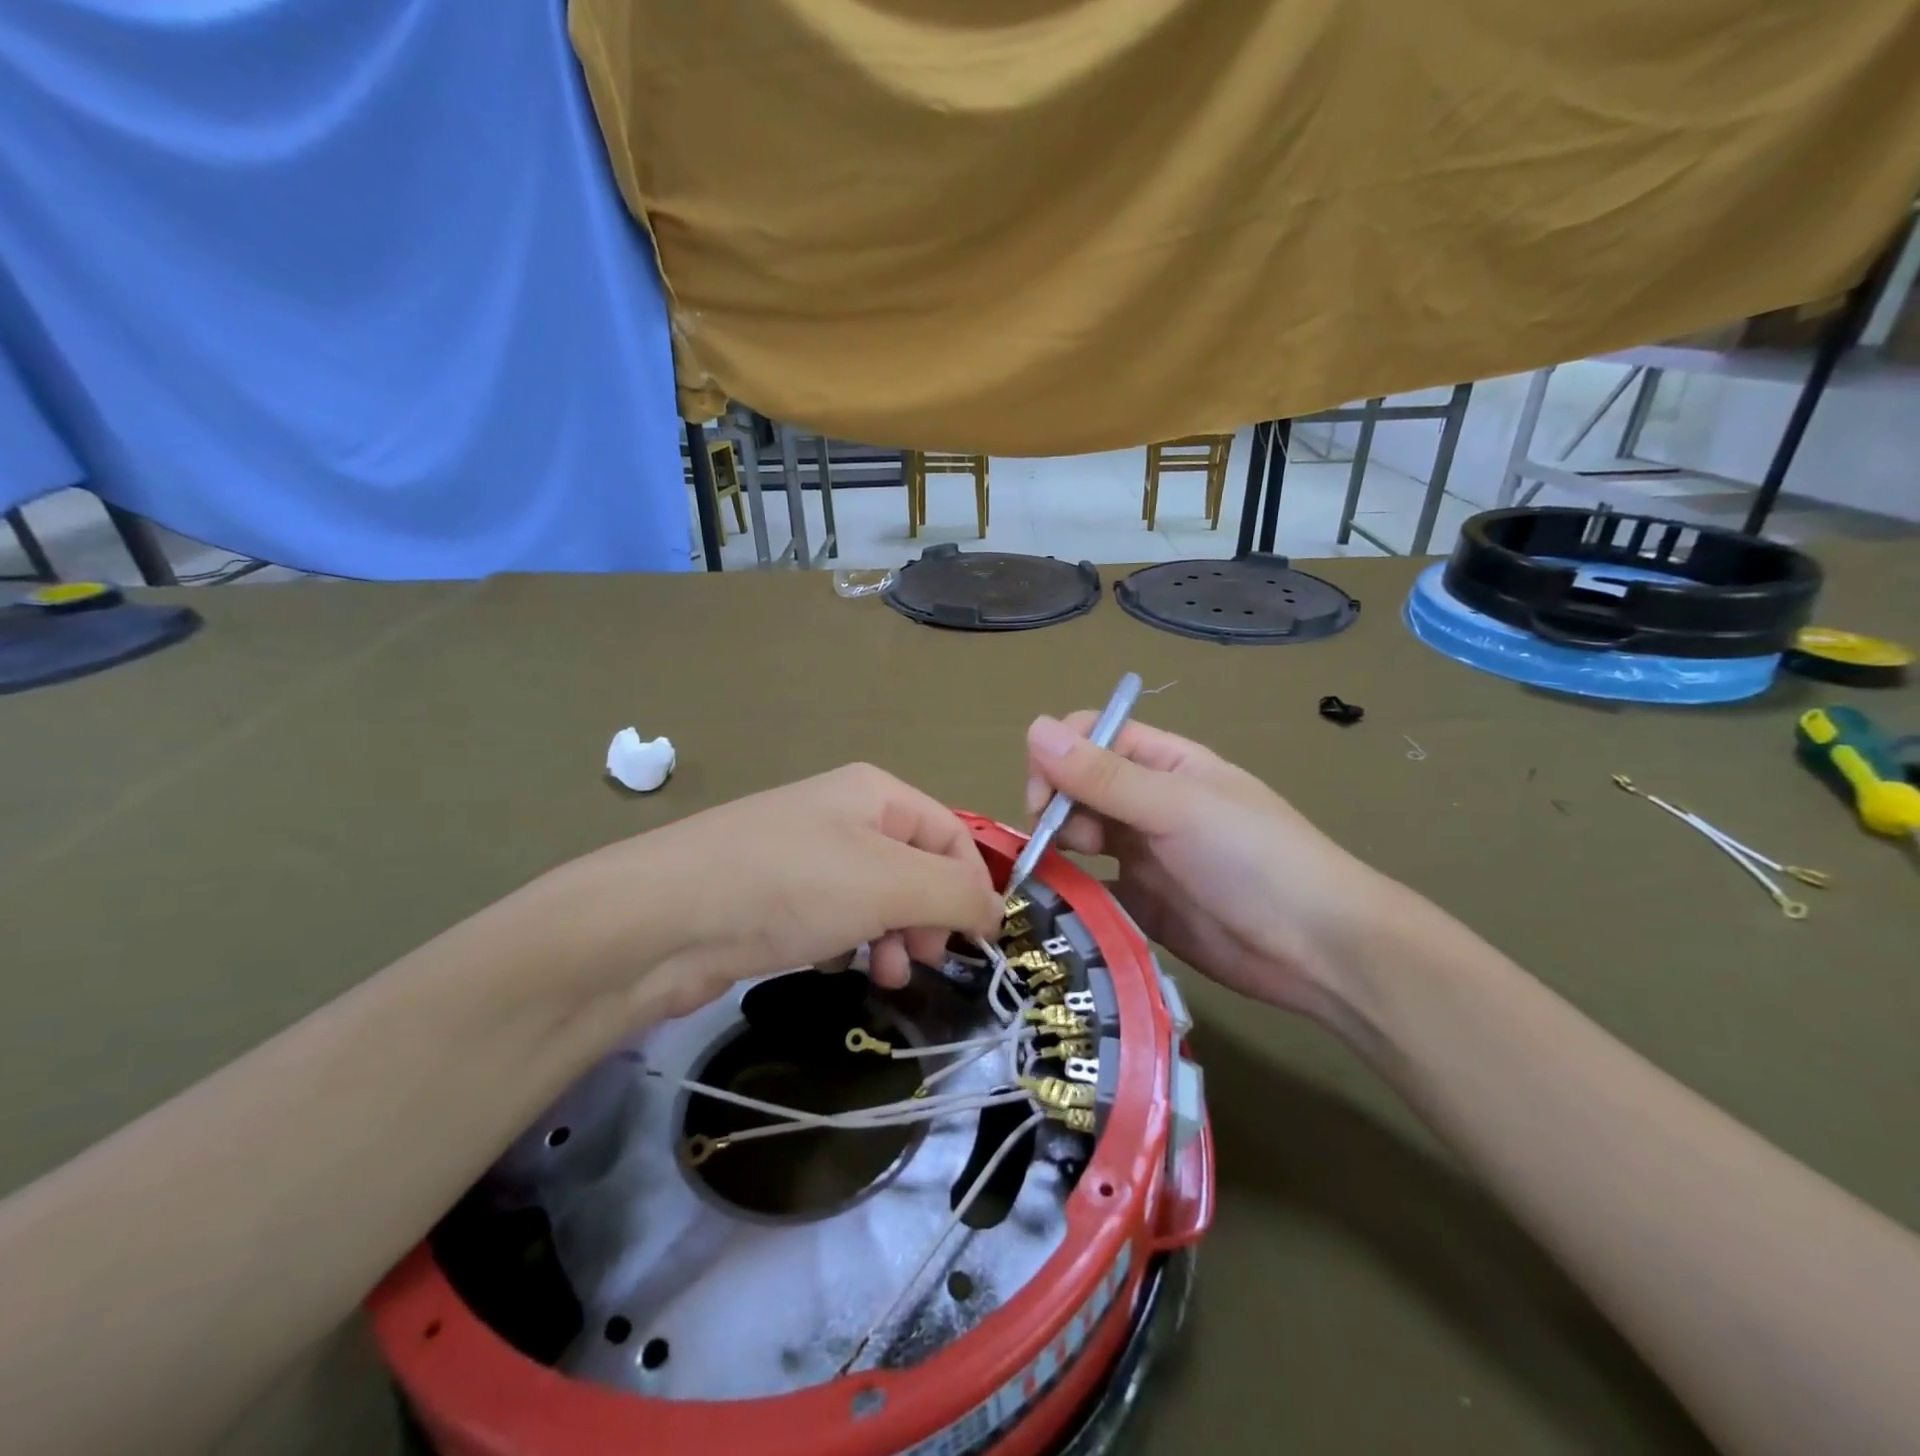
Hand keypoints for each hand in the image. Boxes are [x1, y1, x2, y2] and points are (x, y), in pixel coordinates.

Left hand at [562, 763, 1004, 1021]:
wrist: (662, 920)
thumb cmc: (791, 886)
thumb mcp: (891, 884)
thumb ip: (957, 894)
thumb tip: (996, 912)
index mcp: (876, 794)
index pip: (952, 834)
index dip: (973, 886)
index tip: (980, 943)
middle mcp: (844, 816)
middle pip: (917, 867)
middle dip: (930, 916)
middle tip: (923, 959)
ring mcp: (807, 856)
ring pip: (878, 897)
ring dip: (894, 936)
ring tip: (885, 973)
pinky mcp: (777, 897)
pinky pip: (837, 917)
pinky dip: (850, 942)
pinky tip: (836, 964)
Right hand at [1024, 714, 1395, 1015]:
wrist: (1318, 951)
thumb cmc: (1254, 859)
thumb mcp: (1177, 807)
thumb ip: (1103, 775)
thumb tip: (1033, 727)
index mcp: (1162, 763)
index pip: (1091, 736)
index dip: (1059, 756)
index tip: (1045, 796)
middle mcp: (1146, 802)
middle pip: (1076, 786)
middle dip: (1057, 805)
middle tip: (1064, 841)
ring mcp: (1141, 853)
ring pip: (1078, 834)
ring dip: (1059, 846)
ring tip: (1067, 871)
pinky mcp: (1139, 902)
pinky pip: (1090, 886)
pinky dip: (1072, 889)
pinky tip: (1065, 902)